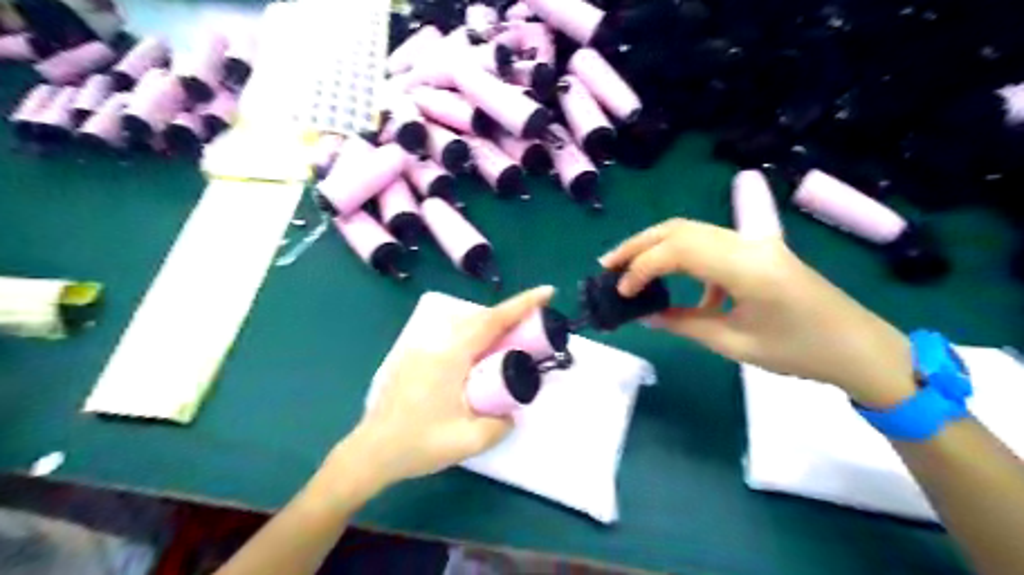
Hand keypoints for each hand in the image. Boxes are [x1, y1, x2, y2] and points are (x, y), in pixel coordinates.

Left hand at [337, 286, 555, 490]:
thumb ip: (498, 426)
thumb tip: (510, 414)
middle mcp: (436, 344)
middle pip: (480, 319)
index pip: (492, 321)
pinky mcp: (415, 359)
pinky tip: (479, 361)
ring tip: (511, 343)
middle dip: (510, 316)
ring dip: (491, 328)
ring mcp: (422, 349)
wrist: (370, 451)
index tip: (546, 292)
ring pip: (465, 327)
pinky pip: (453, 339)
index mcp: (451, 356)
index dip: (522, 304)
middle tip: (534, 327)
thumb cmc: (417, 444)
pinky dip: (474, 340)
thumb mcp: (467, 441)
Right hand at [597, 218, 914, 405]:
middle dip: (638, 244)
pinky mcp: (756, 250)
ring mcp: (754, 242)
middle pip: (680, 228)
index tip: (622, 293)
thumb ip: (684, 325)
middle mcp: (748, 243)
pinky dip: (682, 259)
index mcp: (747, 267)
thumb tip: (645, 316)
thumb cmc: (801, 352)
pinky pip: (709, 245)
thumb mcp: (734, 344)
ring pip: (691, 231)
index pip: (678, 249)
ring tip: (628, 268)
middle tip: (608, 265)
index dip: (642, 267)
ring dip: (656, 246)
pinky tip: (676, 288)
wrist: (859, 347)